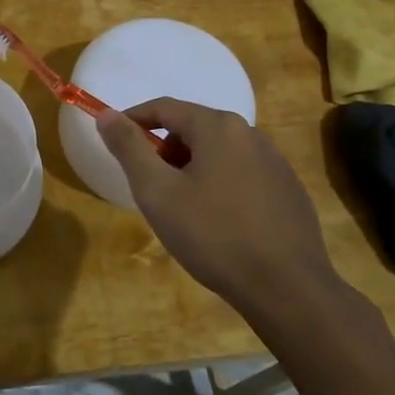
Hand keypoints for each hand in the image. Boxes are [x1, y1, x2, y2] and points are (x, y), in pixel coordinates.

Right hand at [96, 98, 345, 316]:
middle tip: (150, 186)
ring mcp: (275, 161)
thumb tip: (106, 114)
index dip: (133, 120)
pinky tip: (219, 222)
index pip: (164, 107)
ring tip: (183, 209)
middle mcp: (250, 133)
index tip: (114, 141)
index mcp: (217, 126)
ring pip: (219, 152)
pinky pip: (242, 173)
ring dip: (192, 168)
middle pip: (193, 127)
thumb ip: (129, 148)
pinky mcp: (289, 189)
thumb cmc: (213, 235)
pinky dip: (220, 184)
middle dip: (165, 149)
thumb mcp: (157, 191)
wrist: (287, 287)